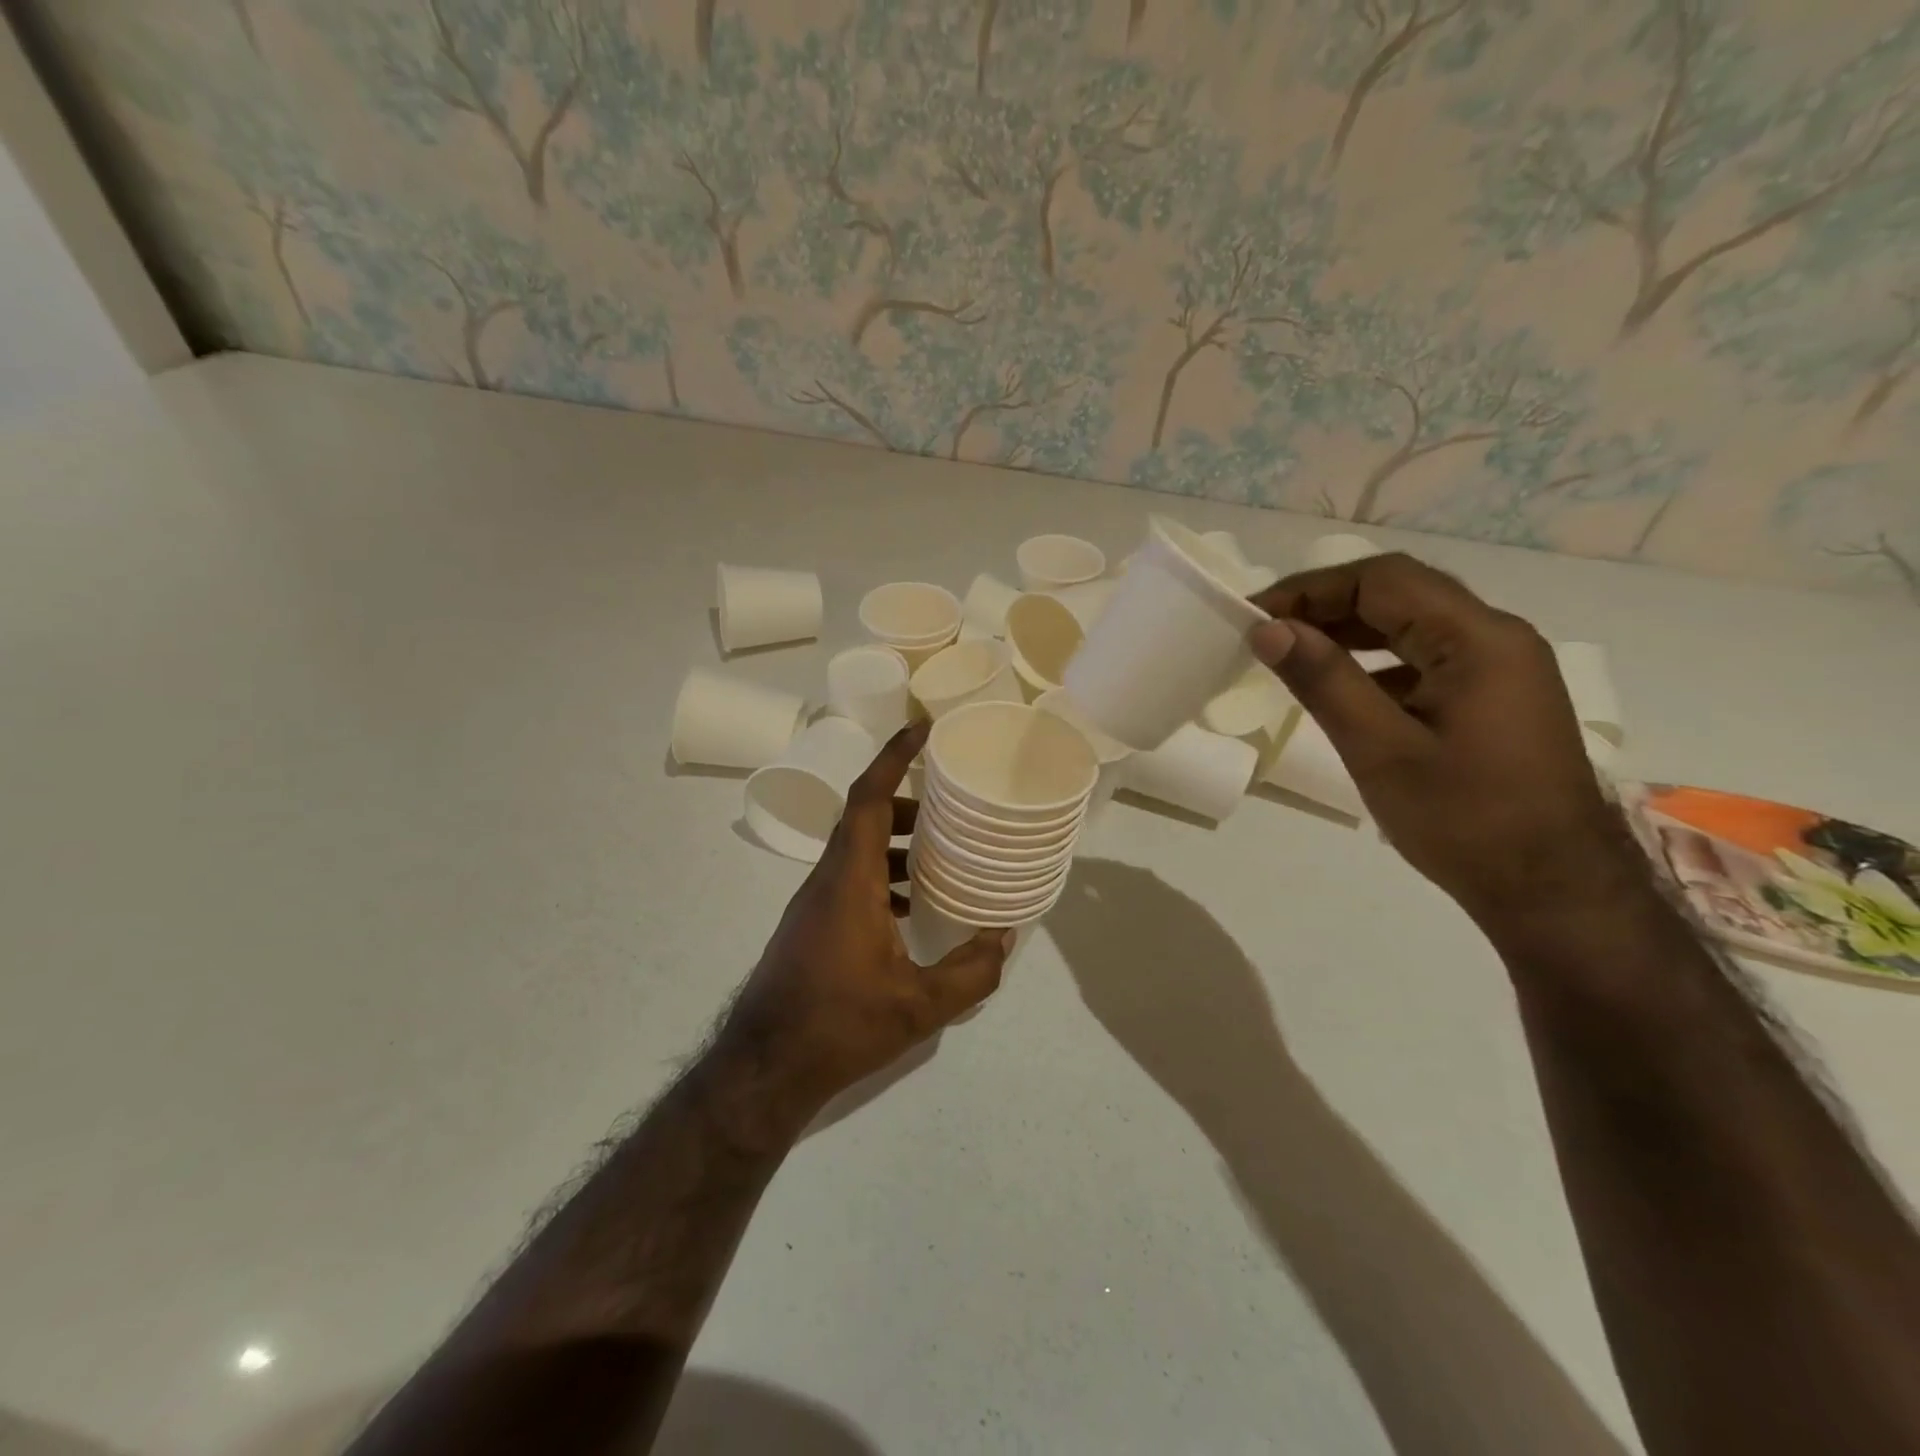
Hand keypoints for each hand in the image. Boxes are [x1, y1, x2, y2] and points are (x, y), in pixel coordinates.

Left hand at [716, 721, 1010, 1118]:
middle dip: (906, 802)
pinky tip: (911, 909)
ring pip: (856, 849)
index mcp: (849, 880)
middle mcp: (827, 880)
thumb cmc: (839, 1025)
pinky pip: (850, 879)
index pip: (868, 798)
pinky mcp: (811, 926)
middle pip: (863, 817)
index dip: (893, 757)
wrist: (764, 1068)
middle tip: (950, 807)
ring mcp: (814, 903)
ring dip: (895, 842)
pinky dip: (883, 875)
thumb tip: (1004, 938)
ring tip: (940, 856)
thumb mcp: (919, 1006)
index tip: (921, 729)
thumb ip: (971, 972)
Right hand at [1250, 554, 1643, 930]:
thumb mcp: (1379, 749)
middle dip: (1327, 605)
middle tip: (1267, 632)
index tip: (1255, 615)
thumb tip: (1267, 628)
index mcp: (1478, 640)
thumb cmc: (1464, 820)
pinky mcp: (1495, 698)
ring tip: (1293, 654)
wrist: (1553, 891)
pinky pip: (1427, 659)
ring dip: (1350, 631)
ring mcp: (1501, 668)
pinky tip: (1343, 689)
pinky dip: (1377, 661)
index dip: (1311, 589)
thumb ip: (1324, 680)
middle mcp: (1497, 638)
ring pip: (1413, 625)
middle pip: (1401, 594)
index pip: (1383, 580)